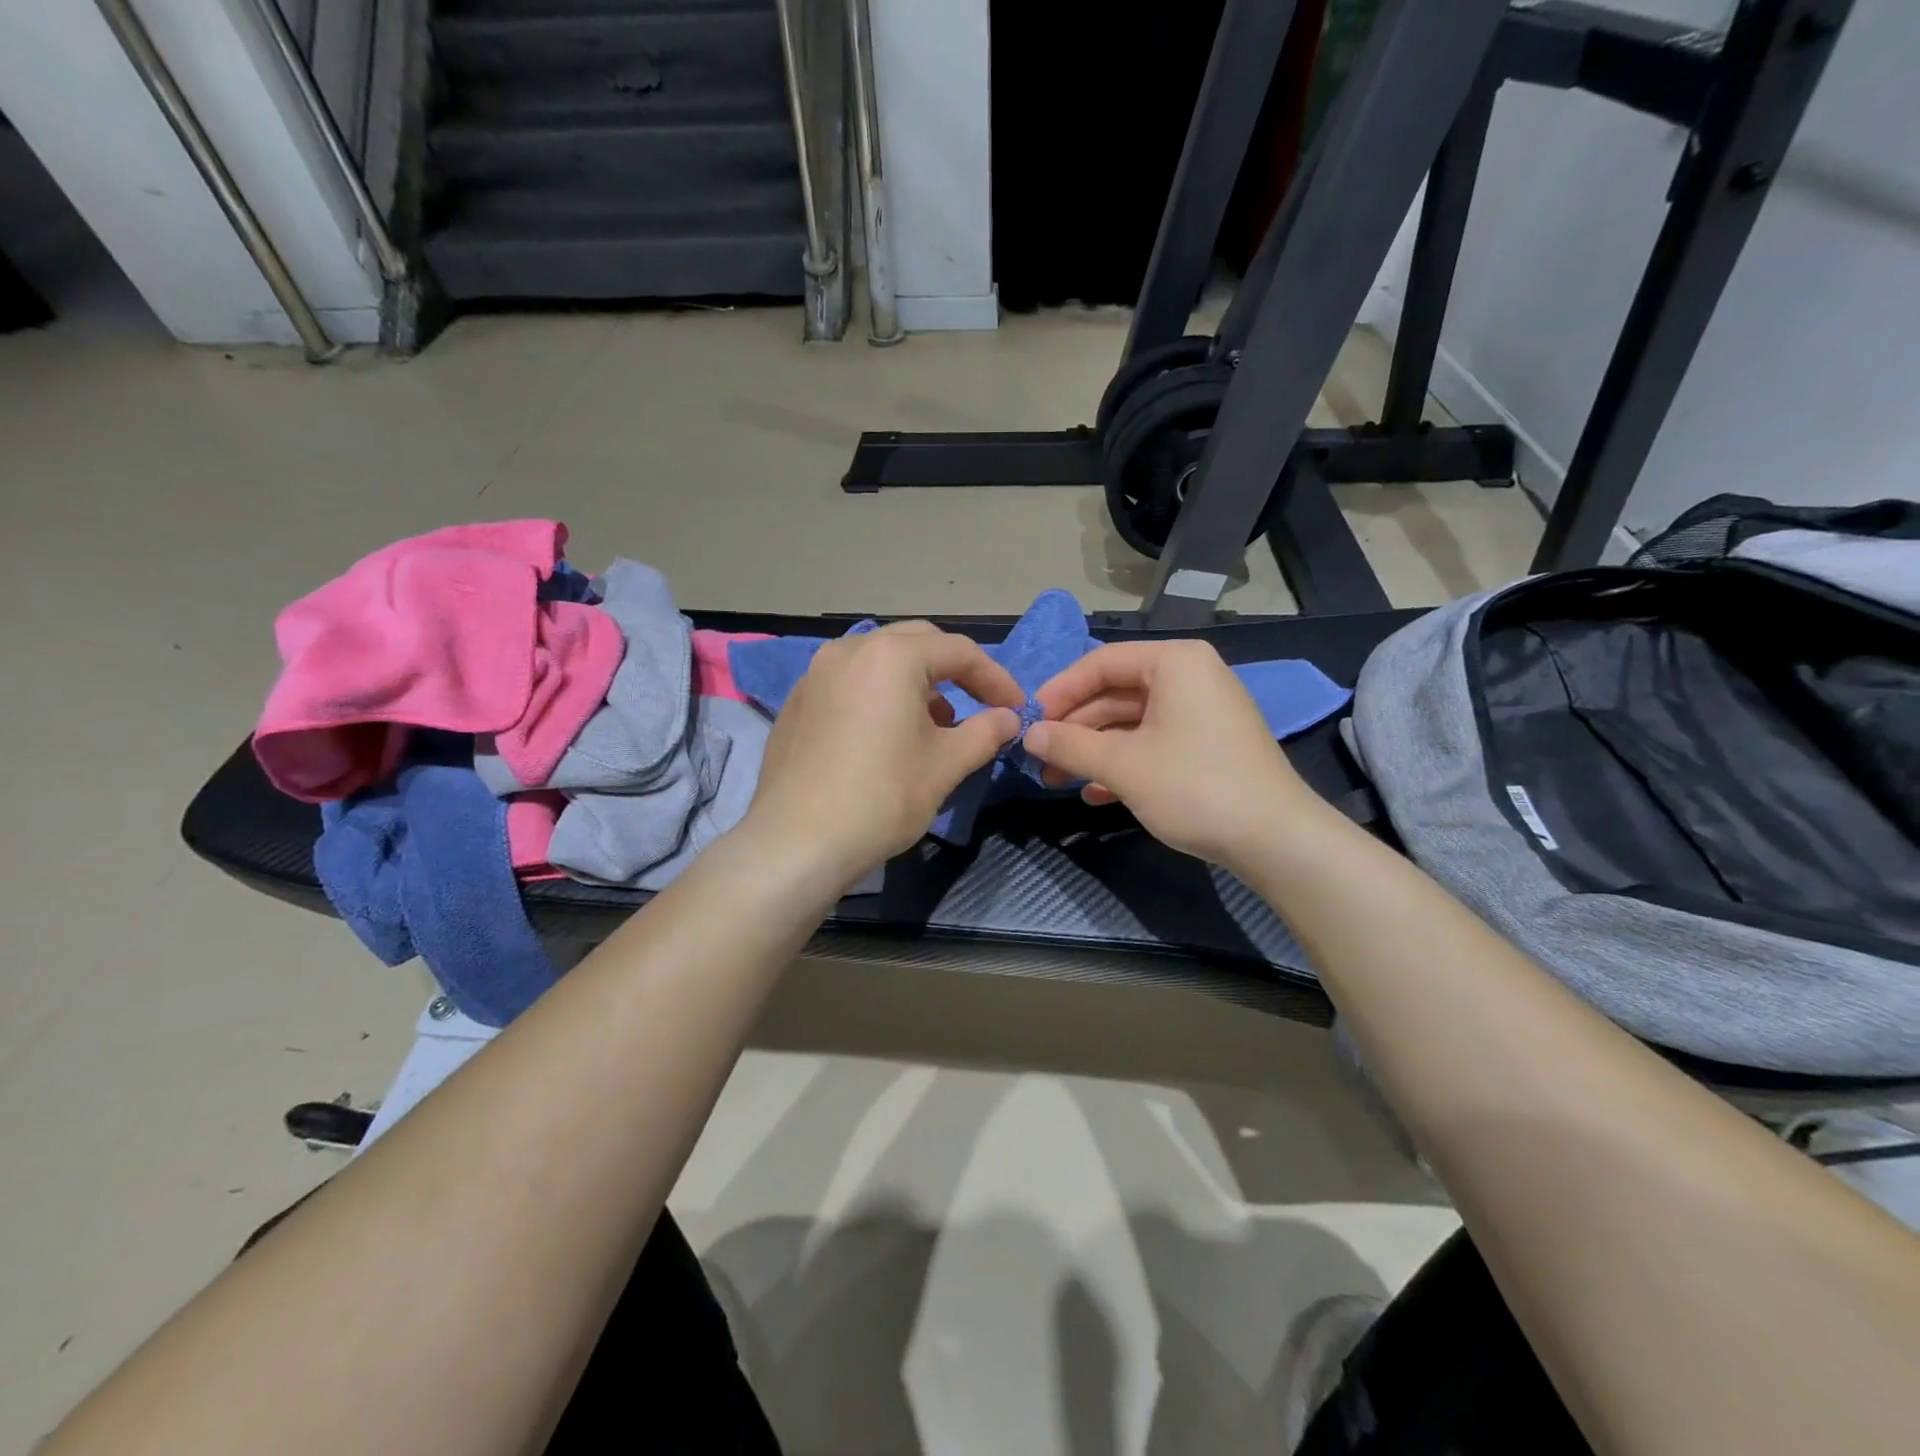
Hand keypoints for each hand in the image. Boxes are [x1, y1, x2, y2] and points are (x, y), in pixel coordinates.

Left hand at [743, 622, 1023, 889]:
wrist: (797, 842)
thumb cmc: (882, 797)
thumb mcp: (946, 765)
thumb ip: (985, 732)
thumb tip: (1008, 718)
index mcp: (892, 656)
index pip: (959, 652)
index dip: (995, 679)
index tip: (1015, 709)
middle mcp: (850, 649)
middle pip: (918, 643)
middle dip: (954, 671)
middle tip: (978, 705)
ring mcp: (816, 674)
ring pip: (880, 660)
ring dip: (916, 682)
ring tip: (934, 724)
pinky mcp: (798, 702)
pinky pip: (850, 683)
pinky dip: (879, 695)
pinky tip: (886, 736)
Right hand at [1022, 640, 1315, 869]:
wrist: (1275, 839)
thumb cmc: (1194, 786)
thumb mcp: (1123, 765)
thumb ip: (1070, 745)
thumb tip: (1028, 736)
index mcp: (1174, 663)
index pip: (1101, 663)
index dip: (1059, 691)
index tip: (1029, 721)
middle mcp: (1190, 677)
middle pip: (1115, 693)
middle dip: (1074, 727)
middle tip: (1038, 756)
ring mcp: (1201, 713)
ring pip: (1132, 722)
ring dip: (1093, 750)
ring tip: (1056, 780)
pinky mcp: (1207, 746)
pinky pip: (1153, 742)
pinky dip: (1123, 763)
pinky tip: (1094, 793)